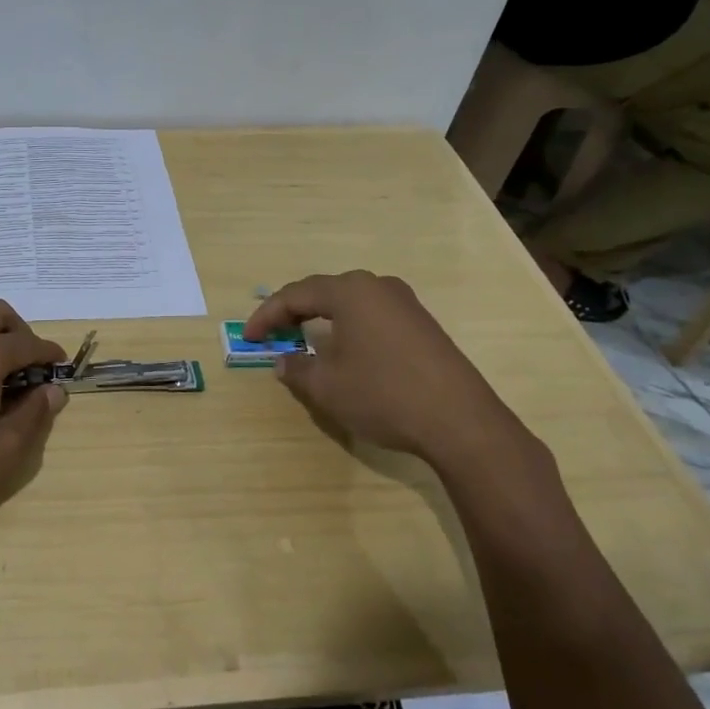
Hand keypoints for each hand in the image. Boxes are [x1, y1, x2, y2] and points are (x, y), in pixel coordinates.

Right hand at [245, 270, 536, 476]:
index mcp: (350, 292)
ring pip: (350, 303)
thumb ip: (298, 368)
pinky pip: (372, 316)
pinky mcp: (423, 325)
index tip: (248, 338)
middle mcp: (378, 287)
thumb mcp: (327, 386)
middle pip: (323, 292)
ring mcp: (405, 304)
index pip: (295, 295)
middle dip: (293, 312)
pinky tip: (344, 350)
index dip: (266, 316)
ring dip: (321, 319)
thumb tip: (284, 361)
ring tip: (302, 339)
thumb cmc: (383, 395)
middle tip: (271, 334)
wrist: (460, 421)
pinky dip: (348, 328)